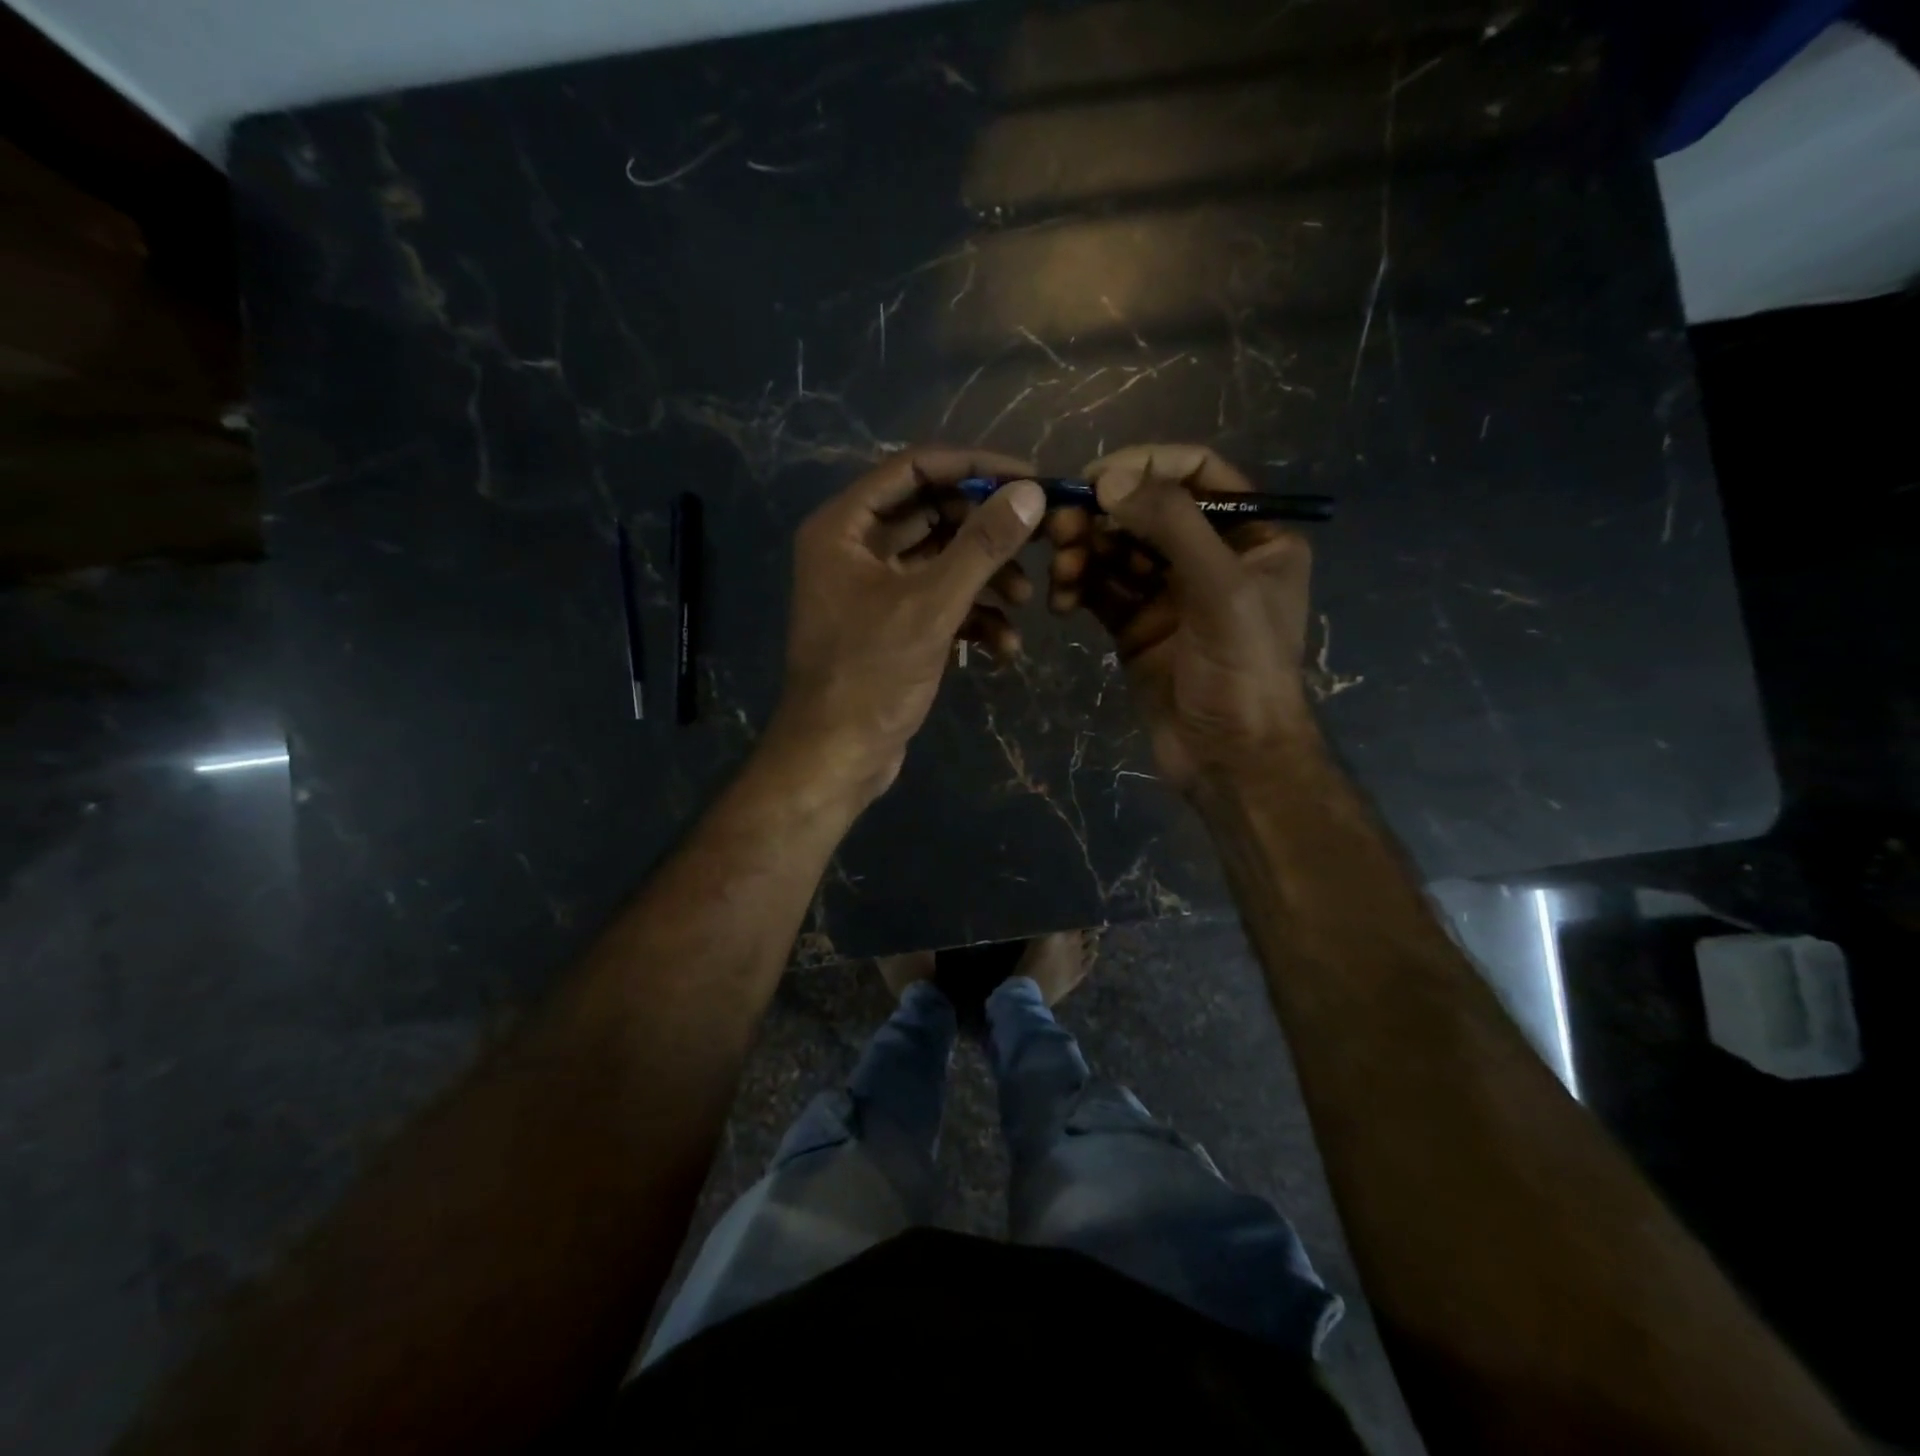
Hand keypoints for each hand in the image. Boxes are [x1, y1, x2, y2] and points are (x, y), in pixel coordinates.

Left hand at [769, 447, 1045, 803]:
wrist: (837, 758)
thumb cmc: (871, 676)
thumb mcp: (931, 606)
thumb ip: (981, 546)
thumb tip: (1030, 492)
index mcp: (844, 528)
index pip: (915, 468)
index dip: (974, 467)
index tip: (1028, 477)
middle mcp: (855, 549)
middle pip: (933, 514)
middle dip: (987, 531)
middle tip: (1041, 537)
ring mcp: (874, 590)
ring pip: (942, 562)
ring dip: (987, 578)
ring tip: (1026, 601)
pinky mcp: (893, 626)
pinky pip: (939, 602)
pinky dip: (973, 617)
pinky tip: (1004, 647)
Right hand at [1046, 445, 1316, 792]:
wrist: (1228, 758)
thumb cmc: (1242, 670)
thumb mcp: (1220, 589)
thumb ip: (1171, 525)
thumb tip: (1110, 479)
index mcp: (1253, 534)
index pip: (1197, 472)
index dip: (1146, 465)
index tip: (1096, 479)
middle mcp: (1210, 554)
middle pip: (1146, 510)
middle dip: (1103, 517)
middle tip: (1060, 530)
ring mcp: (1168, 591)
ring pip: (1117, 550)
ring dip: (1084, 553)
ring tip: (1060, 573)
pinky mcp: (1135, 624)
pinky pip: (1100, 590)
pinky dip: (1078, 589)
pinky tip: (1060, 604)